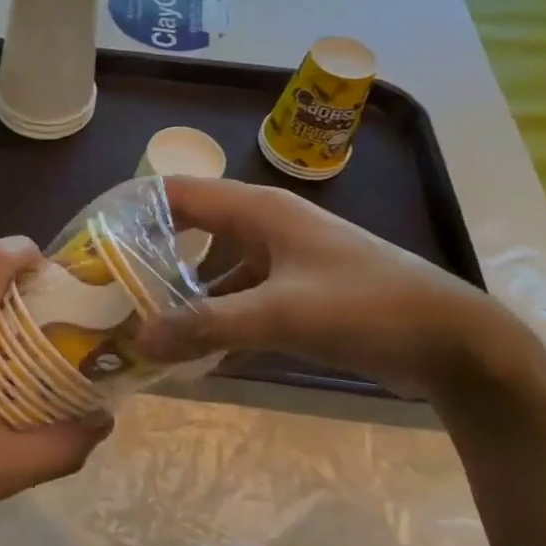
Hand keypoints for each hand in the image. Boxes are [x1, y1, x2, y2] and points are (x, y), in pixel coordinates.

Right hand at [140, 176, 513, 398]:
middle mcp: (263, 227)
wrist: (454, 342)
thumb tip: (136, 342)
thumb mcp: (280, 314)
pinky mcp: (295, 294)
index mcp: (257, 210)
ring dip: (180, 295)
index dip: (132, 211)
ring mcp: (280, 261)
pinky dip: (212, 319)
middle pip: (188, 231)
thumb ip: (205, 326)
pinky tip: (190, 352)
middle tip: (106, 292)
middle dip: (148, 258)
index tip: (91, 242)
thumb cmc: (366, 307)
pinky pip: (238, 299)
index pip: (176, 193)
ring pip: (212, 270)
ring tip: (138, 325)